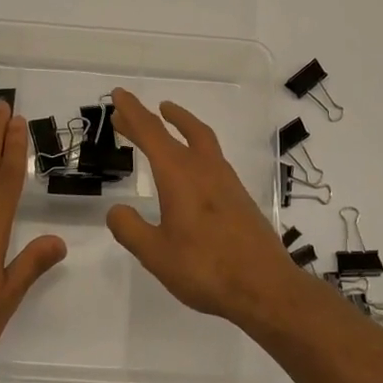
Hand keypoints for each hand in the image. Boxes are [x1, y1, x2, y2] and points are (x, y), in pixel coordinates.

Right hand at [104, 89, 295, 324]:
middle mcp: (204, 168)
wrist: (265, 287)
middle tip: (126, 112)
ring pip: (200, 138)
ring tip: (166, 118)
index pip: (151, 133)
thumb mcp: (156, 254)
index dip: (133, 112)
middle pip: (174, 131)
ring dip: (179, 124)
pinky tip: (191, 165)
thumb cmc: (205, 269)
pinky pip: (212, 156)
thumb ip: (131, 229)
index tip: (119, 94)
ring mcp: (226, 180)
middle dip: (149, 118)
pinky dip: (194, 145)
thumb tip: (117, 210)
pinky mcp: (239, 196)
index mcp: (179, 175)